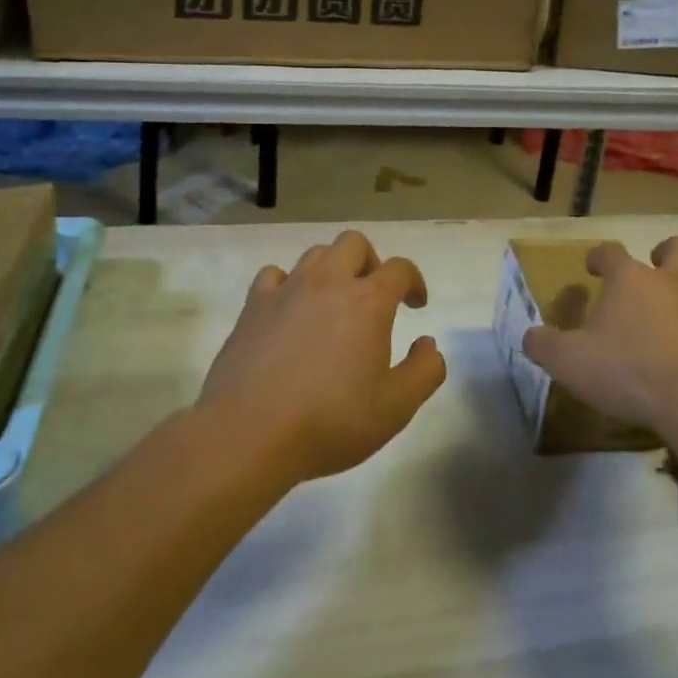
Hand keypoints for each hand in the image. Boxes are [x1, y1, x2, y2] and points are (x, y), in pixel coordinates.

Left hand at [199, 230, 445, 482]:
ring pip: (315, 254)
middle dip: (371, 262)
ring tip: (334, 303)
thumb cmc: (331, 421)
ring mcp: (286, 290)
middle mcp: (328, 283)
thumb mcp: (396, 407)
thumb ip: (425, 371)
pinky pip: (274, 275)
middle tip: (374, 296)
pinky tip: (290, 310)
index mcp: (368, 302)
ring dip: (332, 269)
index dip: (414, 282)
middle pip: (354, 243)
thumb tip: (428, 344)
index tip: (415, 305)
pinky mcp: (252, 307)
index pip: (400, 268)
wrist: (250, 434)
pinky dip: (288, 284)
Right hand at [523, 236, 677, 436]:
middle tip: (654, 269)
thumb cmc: (627, 372)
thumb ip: (543, 344)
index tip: (592, 268)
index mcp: (630, 279)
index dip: (599, 257)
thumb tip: (530, 335)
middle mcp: (672, 280)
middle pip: (677, 247)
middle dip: (665, 252)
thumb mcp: (568, 361)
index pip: (610, 251)